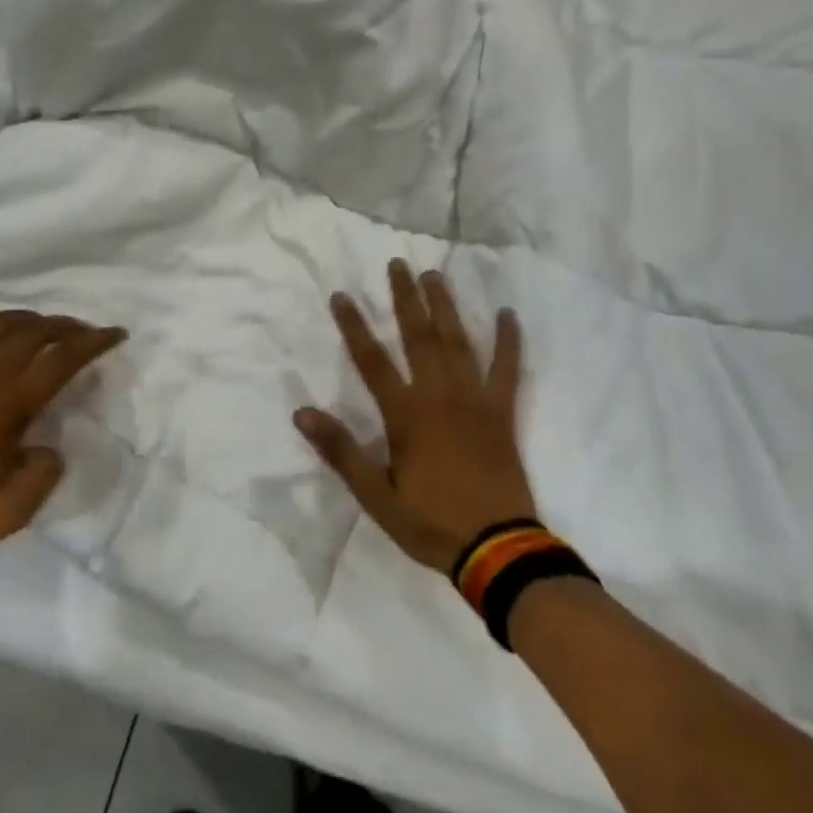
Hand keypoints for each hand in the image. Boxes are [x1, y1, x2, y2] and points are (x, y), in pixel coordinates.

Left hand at [0, 309, 126, 559]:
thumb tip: (49, 447)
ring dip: (29, 318)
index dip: (94, 342)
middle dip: (67, 325)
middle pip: (34, 330)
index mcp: (6, 402)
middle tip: (86, 332)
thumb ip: (43, 476)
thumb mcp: (6, 514)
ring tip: (44, 328)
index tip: (117, 334)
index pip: (61, 358)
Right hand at [294, 259, 534, 573]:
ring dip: (445, 306)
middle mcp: (439, 395)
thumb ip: (341, 451)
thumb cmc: (430, 522)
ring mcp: (475, 400)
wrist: (497, 548)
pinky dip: (509, 341)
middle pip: (418, 336)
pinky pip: (508, 369)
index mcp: (406, 415)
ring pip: (458, 342)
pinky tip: (508, 314)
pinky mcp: (502, 412)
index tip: (342, 295)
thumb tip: (302, 413)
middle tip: (398, 265)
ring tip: (435, 275)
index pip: (372, 360)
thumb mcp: (376, 496)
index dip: (354, 326)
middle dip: (405, 298)